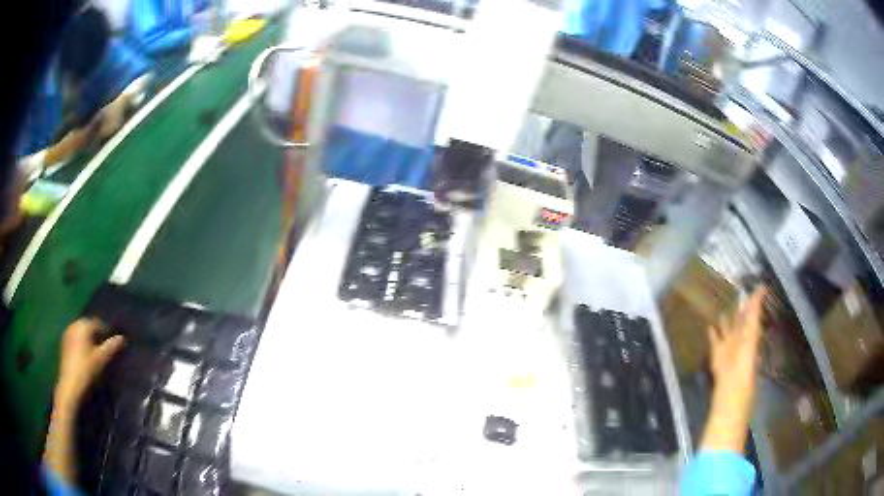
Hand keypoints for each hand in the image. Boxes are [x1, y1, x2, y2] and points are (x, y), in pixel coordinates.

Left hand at [54, 318, 124, 411]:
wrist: (70, 387)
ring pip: (82, 332)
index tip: (113, 344)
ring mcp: (68, 333)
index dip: (107, 332)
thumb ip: (112, 347)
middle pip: (89, 326)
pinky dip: (82, 344)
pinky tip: (86, 356)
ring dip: (89, 340)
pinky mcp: (64, 344)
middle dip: (97, 335)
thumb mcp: (101, 360)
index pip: (98, 323)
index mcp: (83, 325)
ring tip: (96, 354)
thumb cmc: (86, 371)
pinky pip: (76, 338)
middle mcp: (74, 324)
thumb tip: (122, 337)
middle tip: (105, 350)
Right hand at [708, 287, 766, 398]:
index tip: (752, 287)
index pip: (752, 313)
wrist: (731, 379)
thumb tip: (762, 286)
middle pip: (739, 319)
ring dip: (725, 319)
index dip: (752, 301)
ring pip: (726, 328)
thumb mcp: (753, 328)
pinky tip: (709, 326)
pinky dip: (712, 333)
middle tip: (736, 294)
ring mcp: (728, 343)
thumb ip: (756, 308)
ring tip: (722, 308)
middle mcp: (740, 335)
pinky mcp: (716, 350)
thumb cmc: (746, 354)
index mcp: (751, 330)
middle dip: (738, 308)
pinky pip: (714, 339)